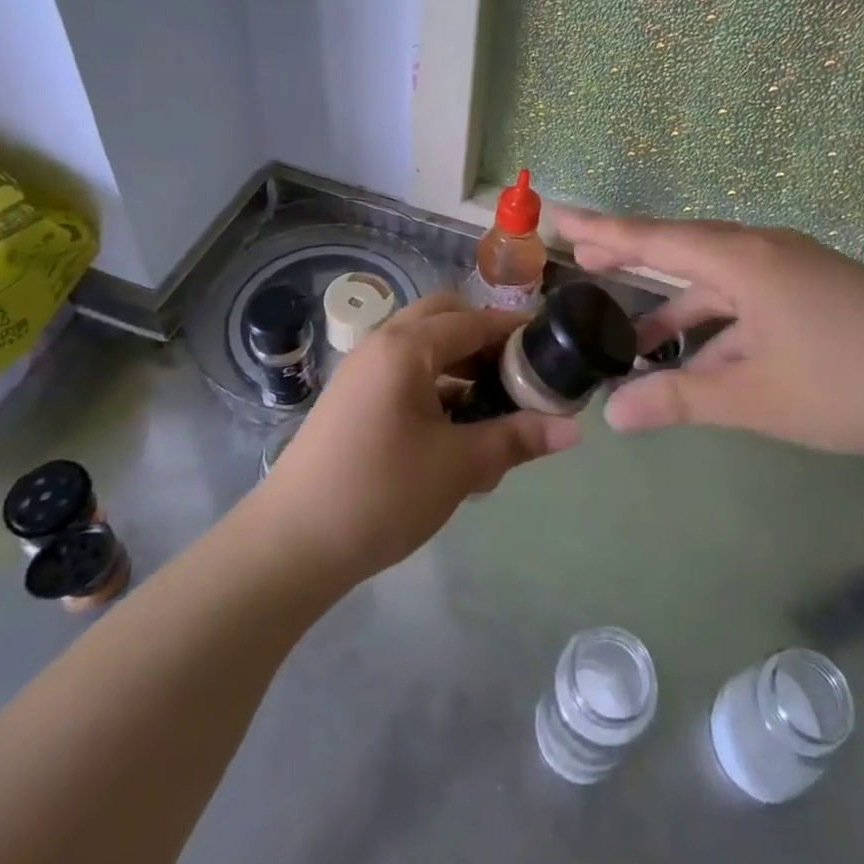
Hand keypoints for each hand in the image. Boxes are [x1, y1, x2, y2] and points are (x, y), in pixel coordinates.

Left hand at [258, 294, 579, 581]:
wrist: (290, 545)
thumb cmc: (381, 494)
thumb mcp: (458, 466)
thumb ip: (516, 439)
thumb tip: (574, 429)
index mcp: (407, 347)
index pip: (474, 320)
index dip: (515, 330)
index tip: (551, 346)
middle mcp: (382, 344)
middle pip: (444, 318)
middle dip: (484, 337)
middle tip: (517, 372)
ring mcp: (362, 371)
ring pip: (423, 346)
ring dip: (460, 363)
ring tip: (493, 406)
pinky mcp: (352, 399)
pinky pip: (404, 372)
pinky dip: (435, 385)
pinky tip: (455, 431)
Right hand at [557, 207, 863, 465]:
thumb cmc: (851, 386)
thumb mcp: (757, 398)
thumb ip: (681, 400)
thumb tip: (613, 413)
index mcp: (745, 261)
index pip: (656, 238)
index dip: (604, 230)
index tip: (561, 217)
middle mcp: (767, 251)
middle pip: (685, 247)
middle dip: (636, 255)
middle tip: (587, 257)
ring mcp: (799, 269)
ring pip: (722, 278)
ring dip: (682, 305)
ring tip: (641, 340)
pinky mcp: (822, 291)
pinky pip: (753, 296)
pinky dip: (722, 322)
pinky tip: (709, 358)